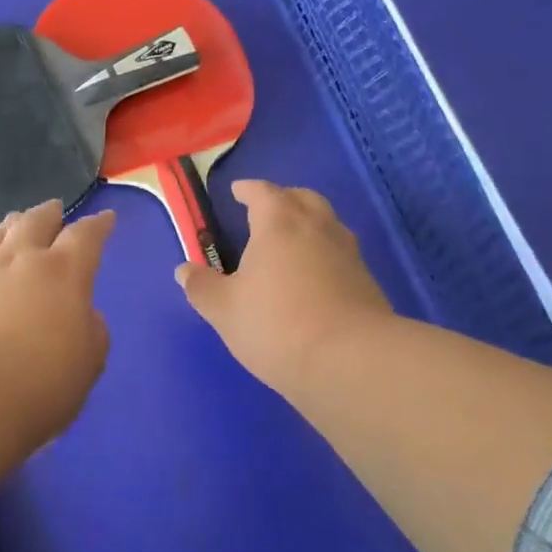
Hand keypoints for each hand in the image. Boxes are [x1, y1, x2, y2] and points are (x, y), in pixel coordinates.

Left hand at [0, 199, 114, 444]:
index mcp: (63, 273)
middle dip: (49, 214)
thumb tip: (83, 316)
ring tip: (14, 222)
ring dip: (10, 226)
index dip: (97, 226)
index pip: (85, 237)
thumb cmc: (38, 381)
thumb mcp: (87, 363)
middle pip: (35, 223)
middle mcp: (20, 261)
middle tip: (54, 208)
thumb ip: (91, 332)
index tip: (105, 218)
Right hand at [176, 180, 392, 395]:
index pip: (263, 192)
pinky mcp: (367, 282)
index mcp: (279, 224)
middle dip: (283, 199)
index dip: (248, 189)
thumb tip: (184, 270)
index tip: (238, 191)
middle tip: (266, 211)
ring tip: (290, 243)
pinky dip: (324, 254)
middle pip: (302, 199)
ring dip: (308, 224)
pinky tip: (313, 278)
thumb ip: (202, 287)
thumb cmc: (277, 325)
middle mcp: (318, 228)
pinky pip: (340, 253)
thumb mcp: (224, 310)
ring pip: (327, 224)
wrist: (351, 361)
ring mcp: (348, 253)